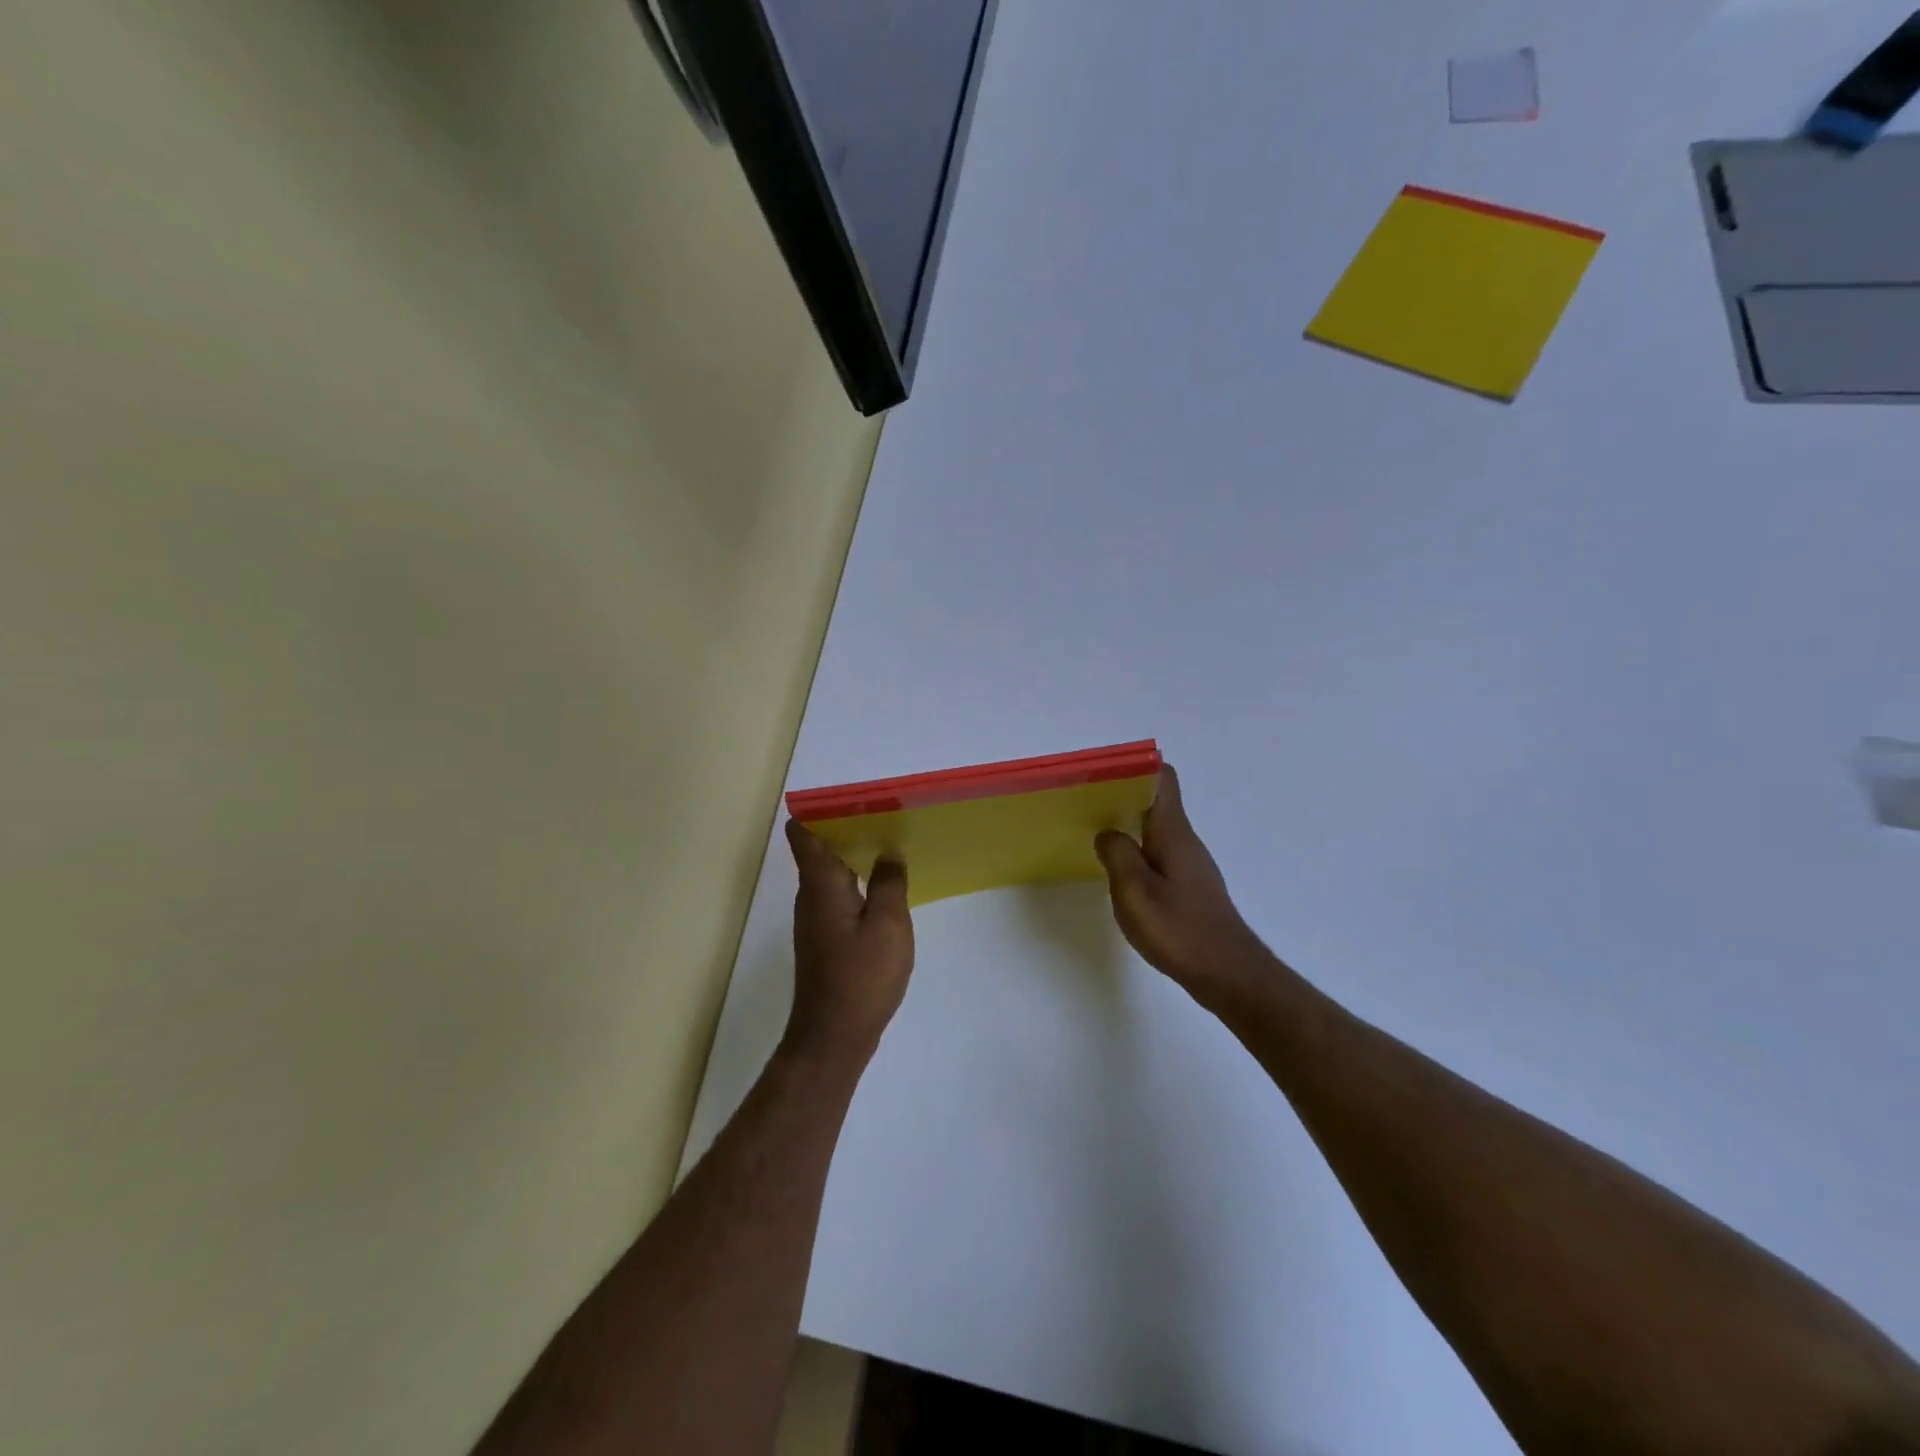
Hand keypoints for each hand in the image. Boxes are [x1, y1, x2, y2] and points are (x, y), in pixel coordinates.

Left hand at [782, 820, 914, 1069]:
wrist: (834, 1037)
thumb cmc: (861, 976)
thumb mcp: (888, 925)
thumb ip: (889, 883)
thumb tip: (889, 854)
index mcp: (820, 885)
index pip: (805, 834)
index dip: (821, 811)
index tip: (854, 799)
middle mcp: (810, 897)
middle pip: (820, 850)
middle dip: (848, 829)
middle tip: (886, 817)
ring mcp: (815, 920)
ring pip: (831, 874)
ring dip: (855, 857)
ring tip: (891, 846)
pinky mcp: (824, 939)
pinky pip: (838, 897)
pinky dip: (857, 884)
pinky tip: (884, 890)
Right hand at [1095, 765, 1275, 1011]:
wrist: (1227, 974)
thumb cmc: (1179, 929)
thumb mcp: (1135, 890)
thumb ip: (1117, 854)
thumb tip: (1107, 833)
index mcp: (1173, 832)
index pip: (1163, 778)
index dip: (1136, 767)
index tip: (1104, 773)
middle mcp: (1184, 841)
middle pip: (1156, 802)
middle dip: (1123, 796)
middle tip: (1086, 803)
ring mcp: (1190, 864)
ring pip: (1156, 829)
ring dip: (1129, 825)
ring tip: (1095, 832)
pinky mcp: (1190, 886)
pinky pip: (1159, 853)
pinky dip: (1138, 851)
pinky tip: (1120, 871)